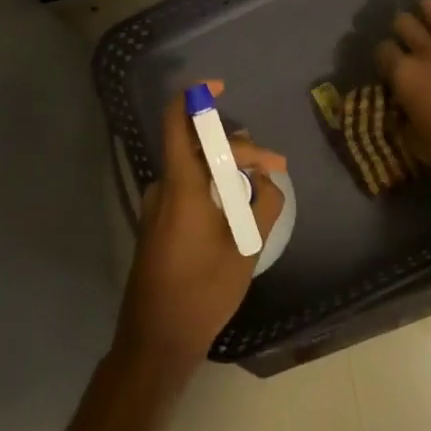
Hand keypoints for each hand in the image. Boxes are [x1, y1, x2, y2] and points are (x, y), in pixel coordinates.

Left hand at [116, 82, 285, 377]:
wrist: (155, 341)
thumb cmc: (201, 293)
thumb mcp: (245, 248)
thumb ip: (263, 205)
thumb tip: (267, 179)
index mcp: (181, 185)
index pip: (176, 122)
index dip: (195, 97)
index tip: (220, 88)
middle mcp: (164, 187)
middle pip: (199, 146)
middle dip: (239, 149)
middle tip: (275, 168)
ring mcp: (157, 206)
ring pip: (196, 168)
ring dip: (228, 169)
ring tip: (261, 186)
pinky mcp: (158, 223)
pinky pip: (188, 187)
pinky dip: (214, 186)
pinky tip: (238, 206)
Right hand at [376, 0, 430, 183]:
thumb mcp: (418, 145)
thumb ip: (402, 124)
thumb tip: (396, 114)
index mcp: (406, 76)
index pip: (383, 50)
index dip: (385, 55)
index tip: (391, 64)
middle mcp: (427, 50)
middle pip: (404, 22)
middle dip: (403, 29)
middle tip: (411, 40)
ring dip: (429, 10)